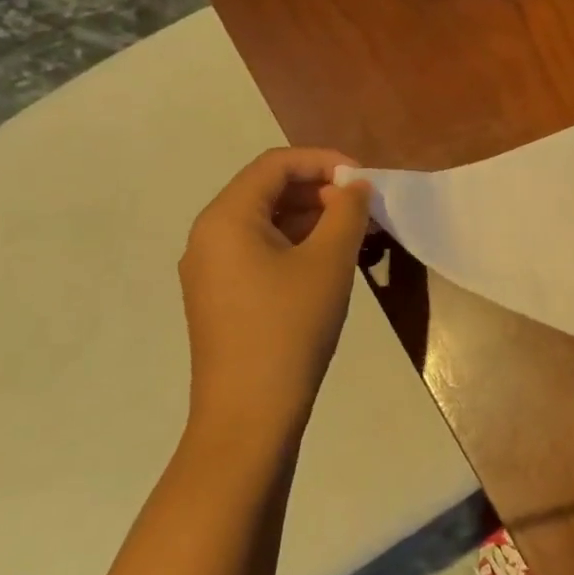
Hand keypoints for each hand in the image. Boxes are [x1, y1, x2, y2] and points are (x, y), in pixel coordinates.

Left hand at [179, 147, 373, 446]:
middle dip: (320, 190)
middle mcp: (209, 236)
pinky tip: (330, 262)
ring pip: (266, 222)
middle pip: (267, 190)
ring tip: (355, 234)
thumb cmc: (289, 327)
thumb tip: (356, 186)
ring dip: (312, 218)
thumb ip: (347, 211)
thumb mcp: (329, 262)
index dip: (324, 161)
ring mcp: (211, 269)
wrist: (249, 414)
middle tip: (364, 209)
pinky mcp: (221, 296)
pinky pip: (260, 251)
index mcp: (226, 218)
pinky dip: (297, 244)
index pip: (275, 164)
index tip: (364, 179)